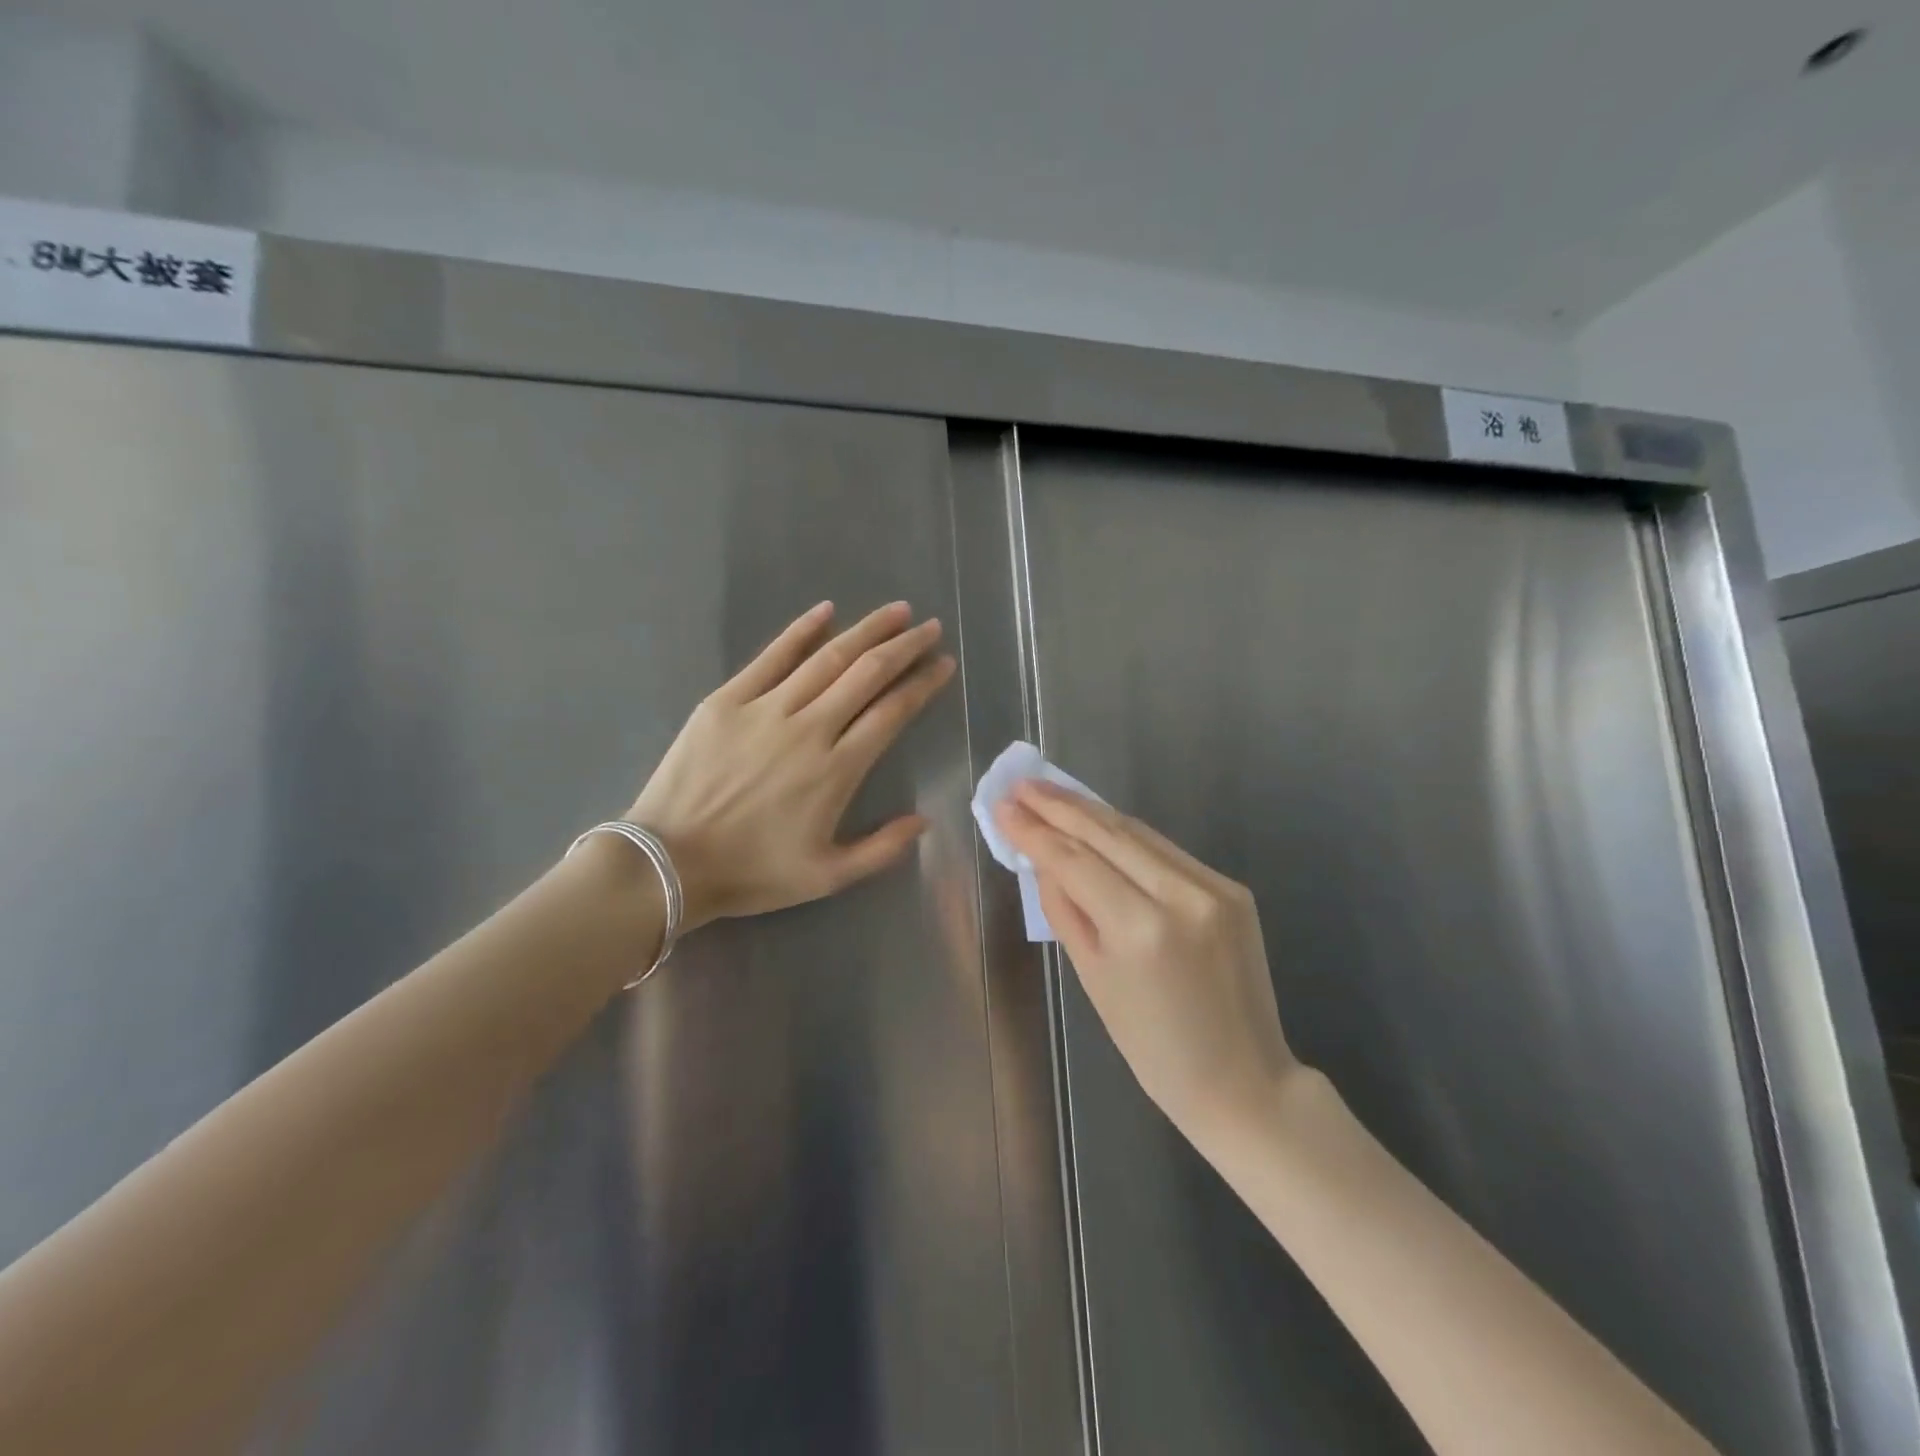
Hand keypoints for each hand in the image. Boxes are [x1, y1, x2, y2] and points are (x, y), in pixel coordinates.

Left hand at [629, 601, 954, 929]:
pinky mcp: (727, 700)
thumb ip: (882, 849)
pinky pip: (771, 656)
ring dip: (866, 631)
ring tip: (895, 611)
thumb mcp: (826, 876)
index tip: (943, 664)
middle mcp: (809, 729)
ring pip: (827, 658)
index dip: (923, 684)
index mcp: (837, 770)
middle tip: (929, 626)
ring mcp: (766, 709)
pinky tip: (826, 610)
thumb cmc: (751, 872)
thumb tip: (924, 820)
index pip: (892, 712)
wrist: (669, 864)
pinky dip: (801, 631)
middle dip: (905, 646)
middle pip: (867, 674)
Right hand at [996, 781, 1299, 1148]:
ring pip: (1139, 834)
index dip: (1035, 831)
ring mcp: (1214, 887)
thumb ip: (1066, 911)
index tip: (1004, 806)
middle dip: (1059, 806)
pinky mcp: (1232, 888)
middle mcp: (1182, 895)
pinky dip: (1127, 836)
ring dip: (1090, 811)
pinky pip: (1166, 852)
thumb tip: (1043, 861)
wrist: (1244, 1080)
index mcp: (1141, 930)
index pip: (1075, 862)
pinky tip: (1098, 823)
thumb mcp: (1094, 980)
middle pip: (1108, 834)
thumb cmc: (1154, 1048)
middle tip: (1022, 784)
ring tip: (1051, 793)